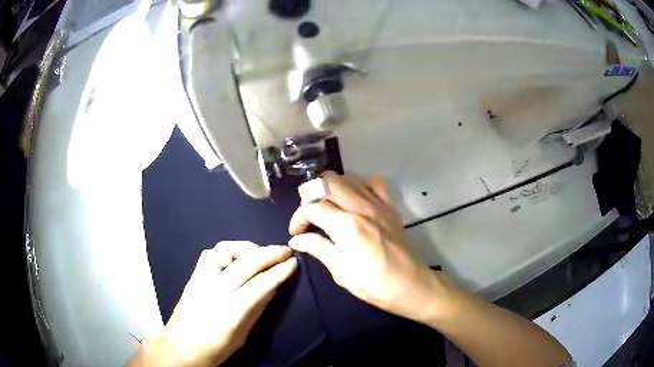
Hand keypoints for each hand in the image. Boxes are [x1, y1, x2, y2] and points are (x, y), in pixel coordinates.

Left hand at [128, 242, 296, 366]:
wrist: (180, 347)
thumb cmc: (215, 348)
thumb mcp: (242, 335)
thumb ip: (256, 309)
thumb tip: (272, 287)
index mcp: (231, 310)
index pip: (262, 283)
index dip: (280, 271)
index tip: (293, 263)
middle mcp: (216, 289)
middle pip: (247, 263)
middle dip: (270, 253)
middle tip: (285, 250)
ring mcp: (202, 279)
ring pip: (225, 250)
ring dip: (247, 247)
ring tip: (259, 252)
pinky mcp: (193, 276)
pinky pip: (210, 254)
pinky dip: (227, 251)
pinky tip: (235, 258)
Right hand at [288, 172, 450, 324]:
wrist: (412, 285)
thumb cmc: (376, 286)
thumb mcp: (342, 273)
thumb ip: (318, 249)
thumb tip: (297, 239)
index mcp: (347, 226)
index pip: (312, 206)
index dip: (298, 218)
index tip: (296, 233)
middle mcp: (362, 208)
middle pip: (327, 181)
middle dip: (310, 195)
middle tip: (309, 216)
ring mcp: (378, 204)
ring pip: (347, 178)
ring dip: (331, 189)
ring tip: (327, 208)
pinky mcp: (390, 207)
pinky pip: (372, 183)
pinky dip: (358, 185)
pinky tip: (353, 199)